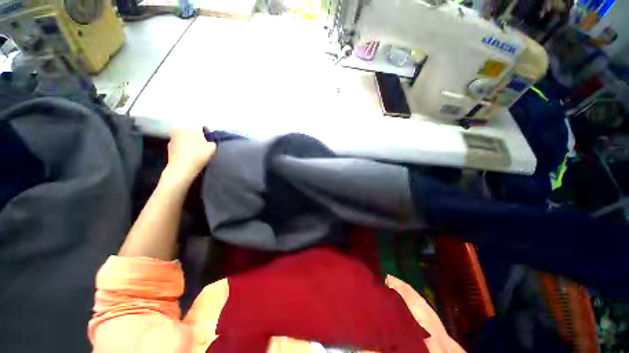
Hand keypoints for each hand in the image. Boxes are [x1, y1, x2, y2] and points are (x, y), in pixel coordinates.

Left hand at [162, 128, 216, 183]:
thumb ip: (213, 141)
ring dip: (191, 141)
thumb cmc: (198, 157)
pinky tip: (189, 155)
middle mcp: (181, 129)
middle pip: (193, 131)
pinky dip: (185, 147)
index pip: (203, 126)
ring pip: (186, 137)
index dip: (209, 132)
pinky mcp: (169, 145)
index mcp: (192, 128)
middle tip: (205, 145)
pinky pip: (180, 143)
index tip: (211, 139)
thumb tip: (209, 141)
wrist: (181, 169)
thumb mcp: (213, 148)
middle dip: (199, 137)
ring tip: (196, 151)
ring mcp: (173, 137)